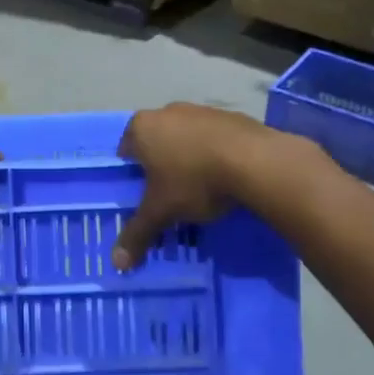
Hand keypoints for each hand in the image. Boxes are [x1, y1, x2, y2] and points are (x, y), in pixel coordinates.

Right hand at [113, 104, 276, 268]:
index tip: (144, 194)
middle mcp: (167, 111)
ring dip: (189, 158)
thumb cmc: (195, 180)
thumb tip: (117, 264)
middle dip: (161, 165)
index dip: (132, 174)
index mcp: (142, 127)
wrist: (255, 161)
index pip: (125, 151)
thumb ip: (138, 234)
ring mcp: (200, 110)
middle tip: (170, 194)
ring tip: (201, 187)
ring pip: (185, 138)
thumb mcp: (162, 211)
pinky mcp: (230, 116)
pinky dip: (214, 153)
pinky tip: (225, 175)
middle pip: (156, 142)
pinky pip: (213, 138)